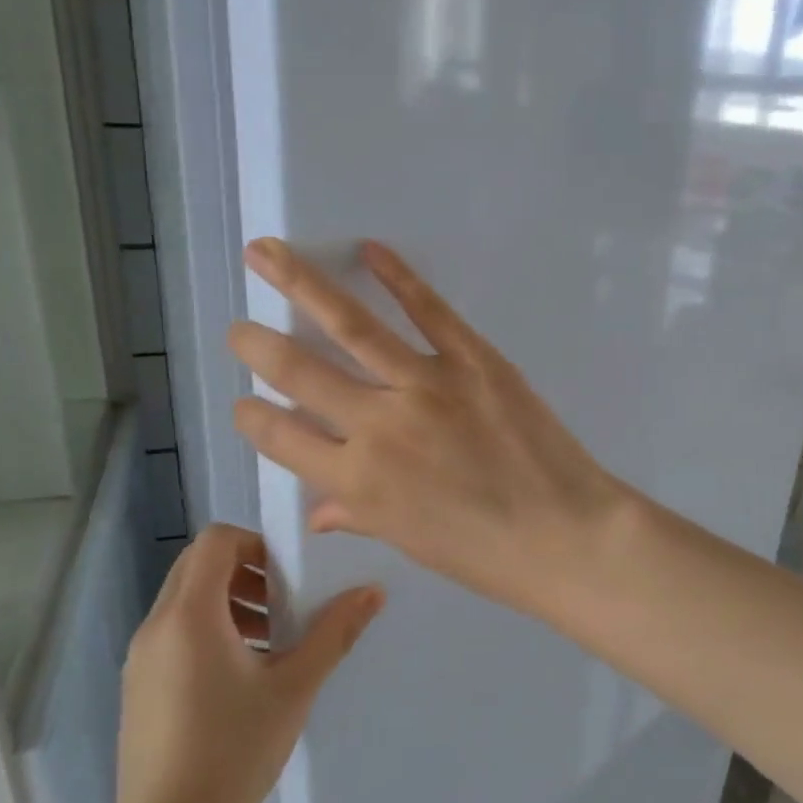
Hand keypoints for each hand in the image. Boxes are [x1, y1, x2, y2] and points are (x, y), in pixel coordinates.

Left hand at [108, 524, 381, 802]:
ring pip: (187, 601)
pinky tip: (245, 676)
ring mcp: (141, 659)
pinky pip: (176, 633)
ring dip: (230, 602)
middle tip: (286, 602)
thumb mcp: (294, 688)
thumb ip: (333, 633)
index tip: (290, 574)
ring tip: (273, 640)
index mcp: (190, 615)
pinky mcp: (139, 687)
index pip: (215, 540)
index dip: (256, 542)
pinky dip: (211, 631)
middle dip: (246, 571)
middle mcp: (157, 626)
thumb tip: (372, 591)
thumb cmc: (232, 753)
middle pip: (199, 566)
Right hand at [226, 239, 632, 612]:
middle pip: (300, 372)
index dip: (253, 417)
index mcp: (357, 481)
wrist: (565, 534)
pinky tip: (370, 250)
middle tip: (237, 327)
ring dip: (301, 284)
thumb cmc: (485, 553)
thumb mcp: (410, 542)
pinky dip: (399, 276)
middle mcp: (378, 425)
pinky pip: (429, 310)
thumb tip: (318, 512)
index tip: (243, 402)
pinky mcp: (473, 360)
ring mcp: (426, 385)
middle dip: (257, 345)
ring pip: (352, 326)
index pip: (282, 437)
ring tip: (265, 252)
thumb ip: (358, 515)